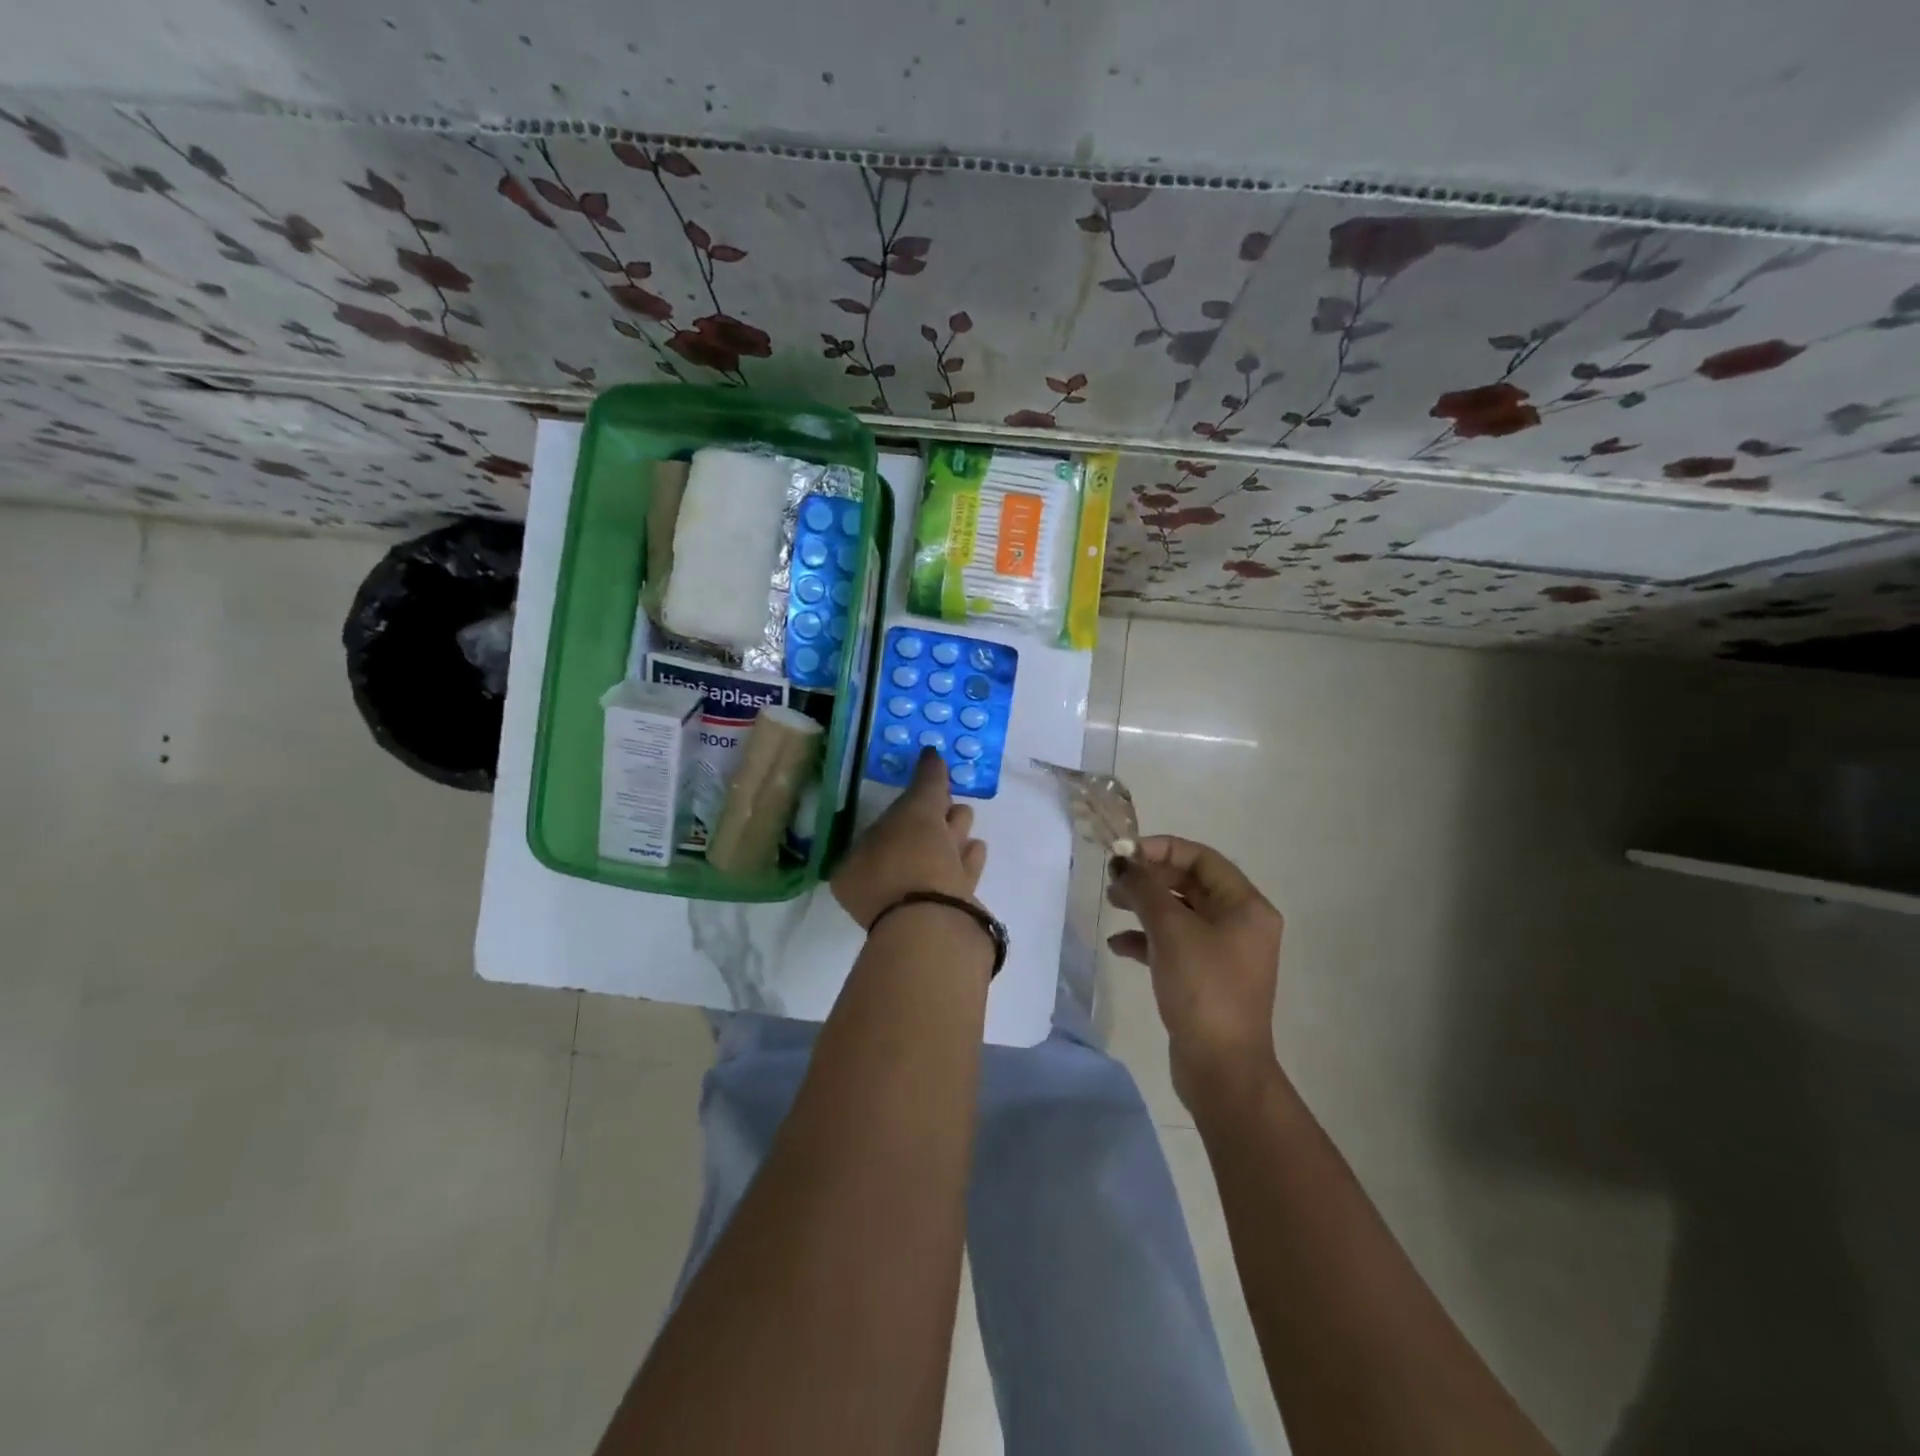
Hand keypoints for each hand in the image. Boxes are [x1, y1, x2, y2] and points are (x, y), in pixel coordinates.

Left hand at [833, 748, 987, 928]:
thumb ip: (926, 780)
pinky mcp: (941, 920)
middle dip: (933, 820)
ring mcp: (910, 908)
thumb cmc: (914, 859)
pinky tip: (978, 848)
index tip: (934, 790)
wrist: (938, 925)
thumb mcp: (918, 809)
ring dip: (951, 839)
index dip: (910, 806)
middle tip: (954, 801)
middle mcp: (878, 889)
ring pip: (933, 863)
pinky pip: (953, 883)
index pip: (884, 826)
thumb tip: (931, 752)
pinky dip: (964, 863)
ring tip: (968, 818)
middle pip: (910, 846)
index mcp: (855, 866)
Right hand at [1107, 836, 1283, 1105]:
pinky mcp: (1206, 977)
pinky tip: (1118, 946)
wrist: (1221, 1068)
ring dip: (1144, 906)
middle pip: (1189, 884)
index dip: (1162, 849)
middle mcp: (1240, 924)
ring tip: (1112, 905)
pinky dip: (1147, 940)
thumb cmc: (1203, 989)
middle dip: (1149, 878)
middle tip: (1113, 880)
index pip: (1202, 858)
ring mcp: (1223, 952)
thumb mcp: (1171, 931)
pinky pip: (1174, 944)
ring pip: (1179, 913)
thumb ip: (1145, 889)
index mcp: (1246, 906)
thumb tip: (1123, 862)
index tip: (1124, 854)